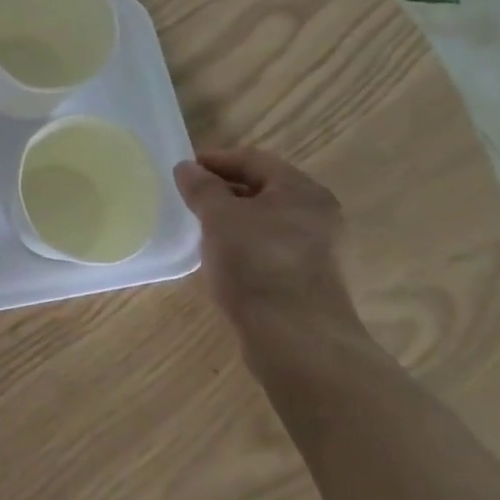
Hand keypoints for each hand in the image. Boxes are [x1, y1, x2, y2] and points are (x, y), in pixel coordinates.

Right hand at [175, 149, 366, 359]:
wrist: (296, 340)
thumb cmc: (257, 264)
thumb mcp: (220, 217)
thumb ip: (201, 188)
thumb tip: (186, 167)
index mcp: (302, 191)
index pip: (254, 160)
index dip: (215, 160)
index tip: (183, 171)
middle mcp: (316, 215)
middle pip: (262, 189)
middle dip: (223, 190)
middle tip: (188, 199)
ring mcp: (316, 250)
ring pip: (265, 221)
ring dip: (232, 220)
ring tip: (199, 228)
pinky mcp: (307, 280)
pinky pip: (269, 249)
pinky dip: (244, 245)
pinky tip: (221, 259)